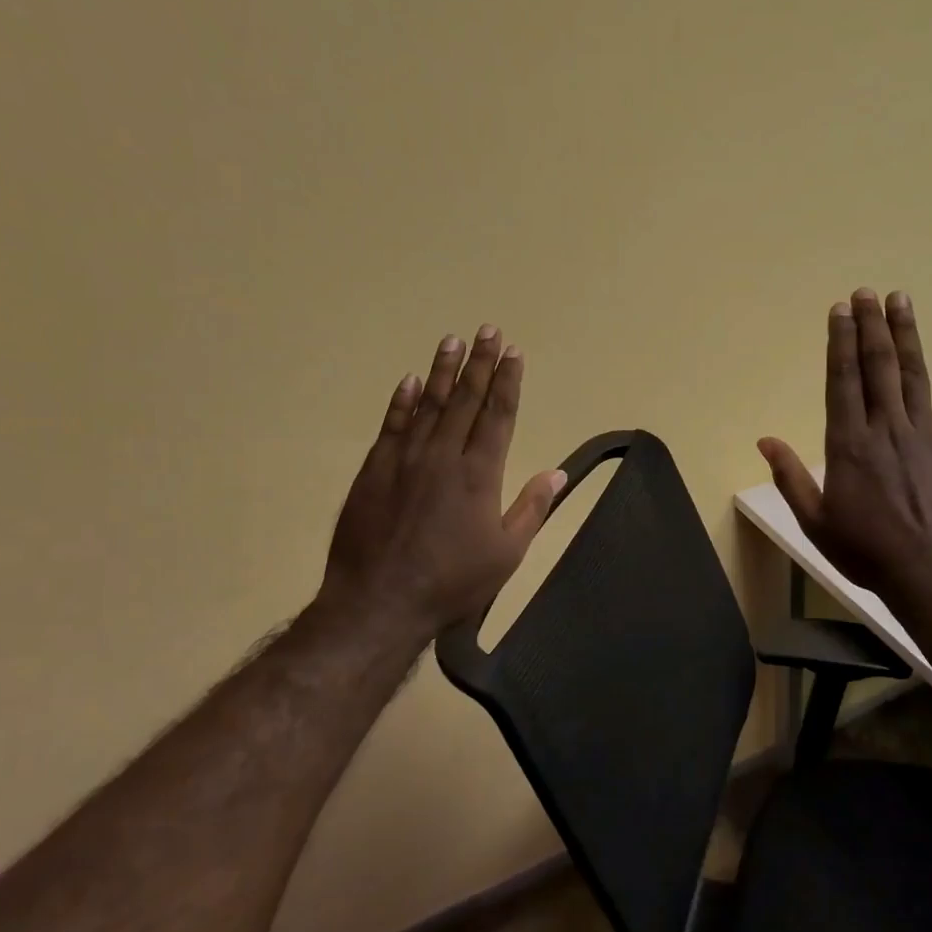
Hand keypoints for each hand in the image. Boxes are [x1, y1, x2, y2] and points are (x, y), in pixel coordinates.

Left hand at [318, 326, 565, 637]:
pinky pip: (391, 425)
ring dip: (442, 371)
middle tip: (488, 330)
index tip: (514, 352)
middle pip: (465, 399)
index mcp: (480, 474)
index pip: (499, 415)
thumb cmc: (453, 582)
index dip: (508, 382)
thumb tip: (558, 472)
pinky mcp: (374, 470)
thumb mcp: (507, 553)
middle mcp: (443, 455)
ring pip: (427, 403)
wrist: (379, 601)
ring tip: (453, 341)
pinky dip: (400, 400)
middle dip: (480, 363)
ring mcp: (405, 459)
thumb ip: (532, 508)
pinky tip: (408, 381)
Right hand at [759, 289, 931, 602]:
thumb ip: (790, 478)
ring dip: (905, 333)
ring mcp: (926, 434)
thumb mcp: (815, 522)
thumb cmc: (867, 552)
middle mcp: (886, 428)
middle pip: (877, 366)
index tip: (838, 311)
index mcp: (849, 445)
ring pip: (913, 372)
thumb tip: (765, 440)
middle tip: (865, 292)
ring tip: (899, 299)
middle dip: (870, 325)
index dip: (839, 342)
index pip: (841, 380)